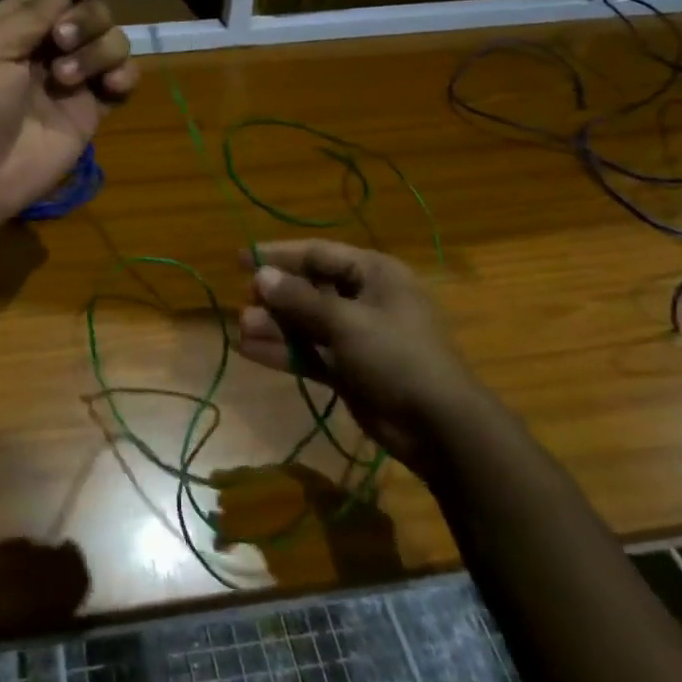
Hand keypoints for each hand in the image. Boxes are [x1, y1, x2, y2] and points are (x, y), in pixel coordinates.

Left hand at [0, 0, 137, 228]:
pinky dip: (124, 76)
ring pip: (112, 42)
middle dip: (86, 18)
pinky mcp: (90, 112)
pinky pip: (123, 81)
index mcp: (16, 25)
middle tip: (61, 41)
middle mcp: (47, 47)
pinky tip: (109, 87)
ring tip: (66, 78)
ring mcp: (72, 80)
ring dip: (99, 50)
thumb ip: (31, 10)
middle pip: (92, 11)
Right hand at [234, 240, 496, 473]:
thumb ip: (300, 299)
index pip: (318, 254)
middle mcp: (364, 299)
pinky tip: (249, 350)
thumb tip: (260, 276)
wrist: (439, 428)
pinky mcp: (349, 369)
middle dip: (276, 296)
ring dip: (275, 325)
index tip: (242, 258)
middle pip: (310, 288)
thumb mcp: (346, 321)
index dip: (279, 255)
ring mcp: (356, 336)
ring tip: (242, 328)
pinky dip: (284, 351)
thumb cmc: (396, 356)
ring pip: (306, 323)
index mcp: (374, 274)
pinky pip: (310, 352)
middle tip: (244, 301)